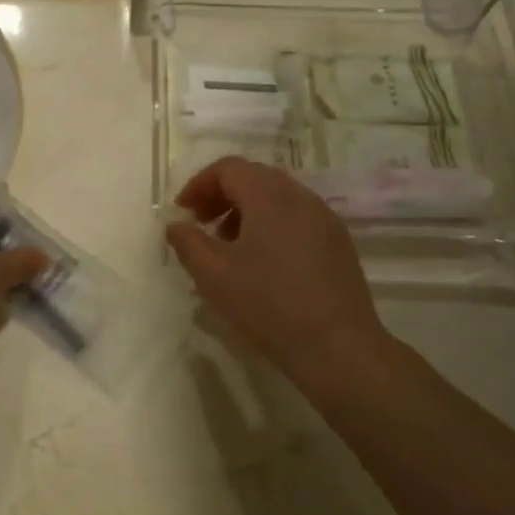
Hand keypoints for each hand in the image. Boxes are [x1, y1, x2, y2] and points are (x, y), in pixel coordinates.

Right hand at [165, 157, 384, 376]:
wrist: (338, 346)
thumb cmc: (269, 305)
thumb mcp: (214, 276)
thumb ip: (188, 243)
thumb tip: (176, 225)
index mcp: (269, 195)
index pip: (228, 168)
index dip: (199, 184)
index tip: (182, 212)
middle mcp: (300, 196)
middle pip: (254, 177)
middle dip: (221, 196)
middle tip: (201, 225)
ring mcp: (324, 217)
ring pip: (277, 198)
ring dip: (246, 211)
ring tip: (229, 247)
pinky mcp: (338, 241)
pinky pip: (297, 217)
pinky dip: (272, 225)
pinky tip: (264, 263)